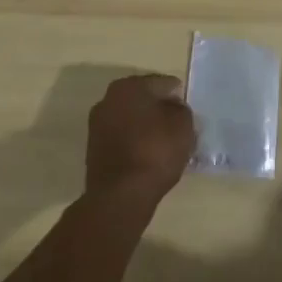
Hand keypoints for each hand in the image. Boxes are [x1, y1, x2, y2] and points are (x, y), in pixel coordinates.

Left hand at [85, 74, 195, 209]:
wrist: (120, 197)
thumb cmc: (155, 151)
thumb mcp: (183, 124)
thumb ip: (181, 110)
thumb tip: (173, 109)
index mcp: (129, 86)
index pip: (163, 84)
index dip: (178, 98)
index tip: (187, 115)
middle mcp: (108, 99)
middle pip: (144, 100)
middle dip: (160, 111)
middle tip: (177, 129)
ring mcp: (97, 126)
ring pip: (131, 120)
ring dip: (146, 128)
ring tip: (164, 146)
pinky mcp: (93, 151)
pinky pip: (122, 139)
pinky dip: (135, 144)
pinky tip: (148, 159)